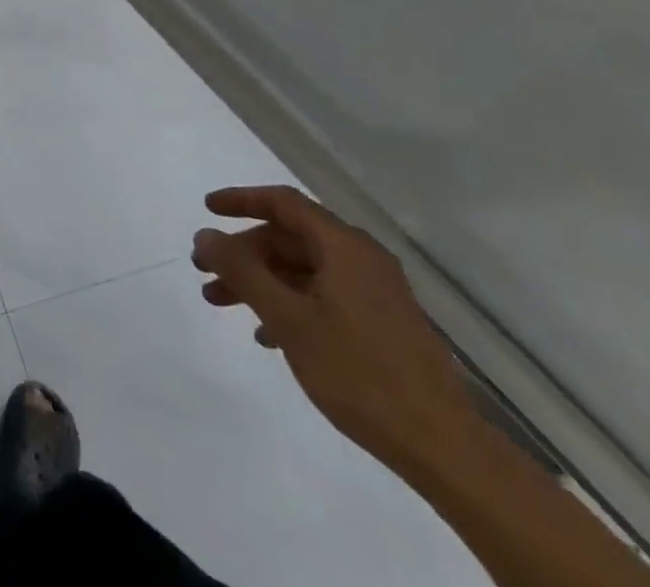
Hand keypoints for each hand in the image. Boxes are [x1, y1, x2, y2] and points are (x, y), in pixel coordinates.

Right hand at [192, 185, 477, 478]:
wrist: (444, 448)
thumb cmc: (359, 373)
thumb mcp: (288, 319)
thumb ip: (242, 272)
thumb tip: (205, 235)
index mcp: (344, 247)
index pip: (283, 203)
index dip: (241, 200)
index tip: (206, 210)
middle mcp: (362, 259)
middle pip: (290, 238)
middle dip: (244, 252)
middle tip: (205, 270)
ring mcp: (375, 293)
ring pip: (303, 270)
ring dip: (261, 281)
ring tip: (222, 303)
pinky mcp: (382, 325)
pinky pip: (323, 296)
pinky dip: (289, 304)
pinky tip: (267, 335)